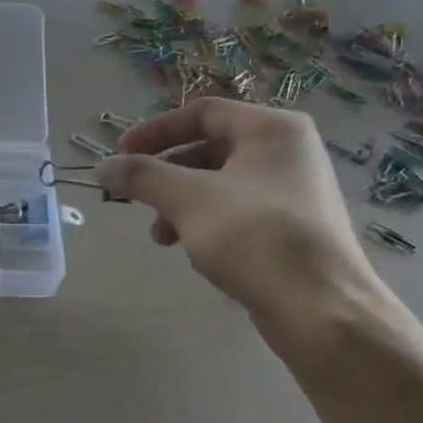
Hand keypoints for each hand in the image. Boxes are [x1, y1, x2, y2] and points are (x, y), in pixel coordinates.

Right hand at [96, 100, 377, 318]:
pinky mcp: (289, 229)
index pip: (202, 112)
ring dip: (180, 205)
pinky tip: (192, 252)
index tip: (119, 156)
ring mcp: (292, 192)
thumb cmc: (255, 237)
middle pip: (209, 149)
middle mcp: (287, 152)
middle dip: (166, 175)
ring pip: (219, 186)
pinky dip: (205, 225)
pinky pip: (235, 214)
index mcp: (272, 129)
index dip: (155, 132)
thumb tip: (102, 167)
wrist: (320, 309)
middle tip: (135, 198)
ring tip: (160, 236)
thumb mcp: (188, 199)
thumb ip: (142, 176)